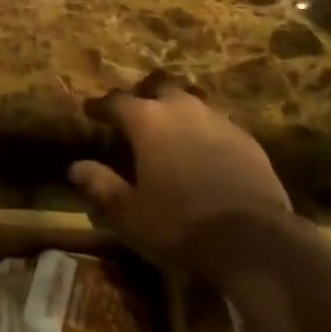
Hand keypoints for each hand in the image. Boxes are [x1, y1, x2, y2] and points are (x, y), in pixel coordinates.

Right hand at [70, 72, 293, 277]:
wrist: (255, 240)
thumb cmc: (182, 225)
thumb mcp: (131, 214)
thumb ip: (101, 186)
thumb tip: (75, 166)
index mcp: (147, 120)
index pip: (116, 102)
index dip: (101, 107)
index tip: (91, 112)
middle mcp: (180, 108)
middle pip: (157, 91)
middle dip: (145, 100)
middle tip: (137, 118)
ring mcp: (216, 119)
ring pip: (190, 104)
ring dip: (177, 114)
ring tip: (172, 133)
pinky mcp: (246, 138)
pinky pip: (217, 125)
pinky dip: (205, 133)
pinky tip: (206, 155)